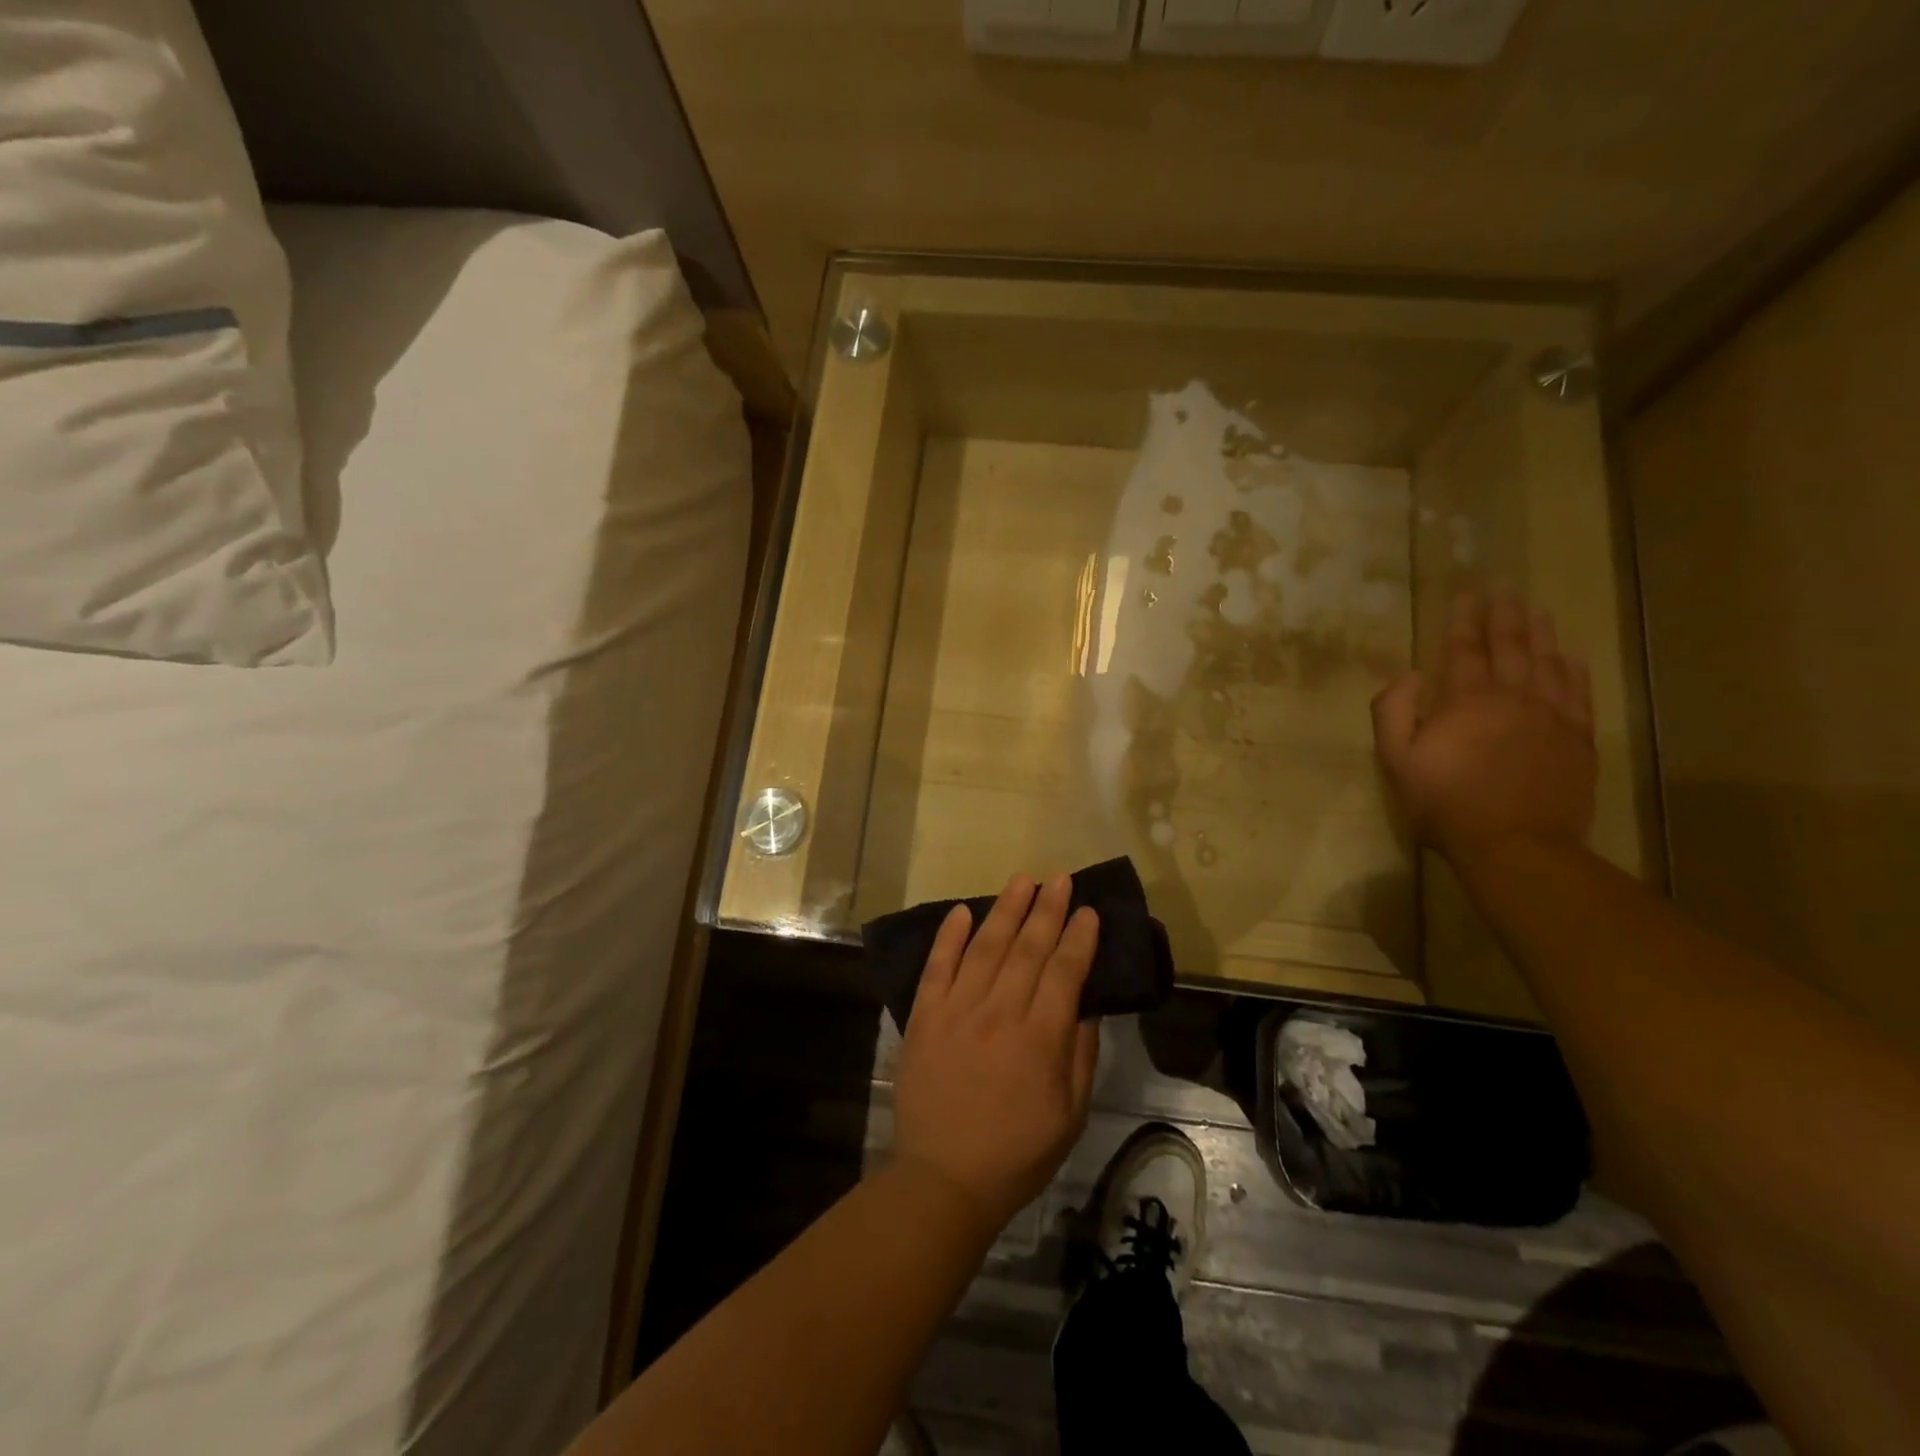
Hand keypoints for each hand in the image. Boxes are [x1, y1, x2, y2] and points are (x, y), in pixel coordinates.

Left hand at [891, 873, 1101, 1233]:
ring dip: (1005, 910)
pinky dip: (949, 936)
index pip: (1064, 972)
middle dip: (1047, 910)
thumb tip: (1084, 1005)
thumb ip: (1079, 1055)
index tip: (1088, 910)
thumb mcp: (1069, 1115)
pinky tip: (962, 911)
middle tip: (1060, 878)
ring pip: (985, 947)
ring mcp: (957, 1010)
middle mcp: (999, 1013)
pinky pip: (937, 967)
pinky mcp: (924, 1016)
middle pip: (1027, 949)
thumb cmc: (1016, 1153)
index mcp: (1039, 1038)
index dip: (1079, 938)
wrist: (943, 1178)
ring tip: (1022, 881)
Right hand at [1372, 590, 1596, 859]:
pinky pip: (1578, 691)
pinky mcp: (1578, 738)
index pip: (1465, 647)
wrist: (1515, 844)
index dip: (1464, 618)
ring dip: (1539, 631)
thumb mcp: (1396, 760)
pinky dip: (1573, 667)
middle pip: (1510, 644)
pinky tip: (1570, 654)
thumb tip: (1407, 674)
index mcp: (1466, 699)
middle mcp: (1513, 695)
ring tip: (1535, 608)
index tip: (1466, 592)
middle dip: (1504, 612)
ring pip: (1547, 660)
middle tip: (1504, 586)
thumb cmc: (1444, 802)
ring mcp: (1552, 715)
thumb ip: (1392, 711)